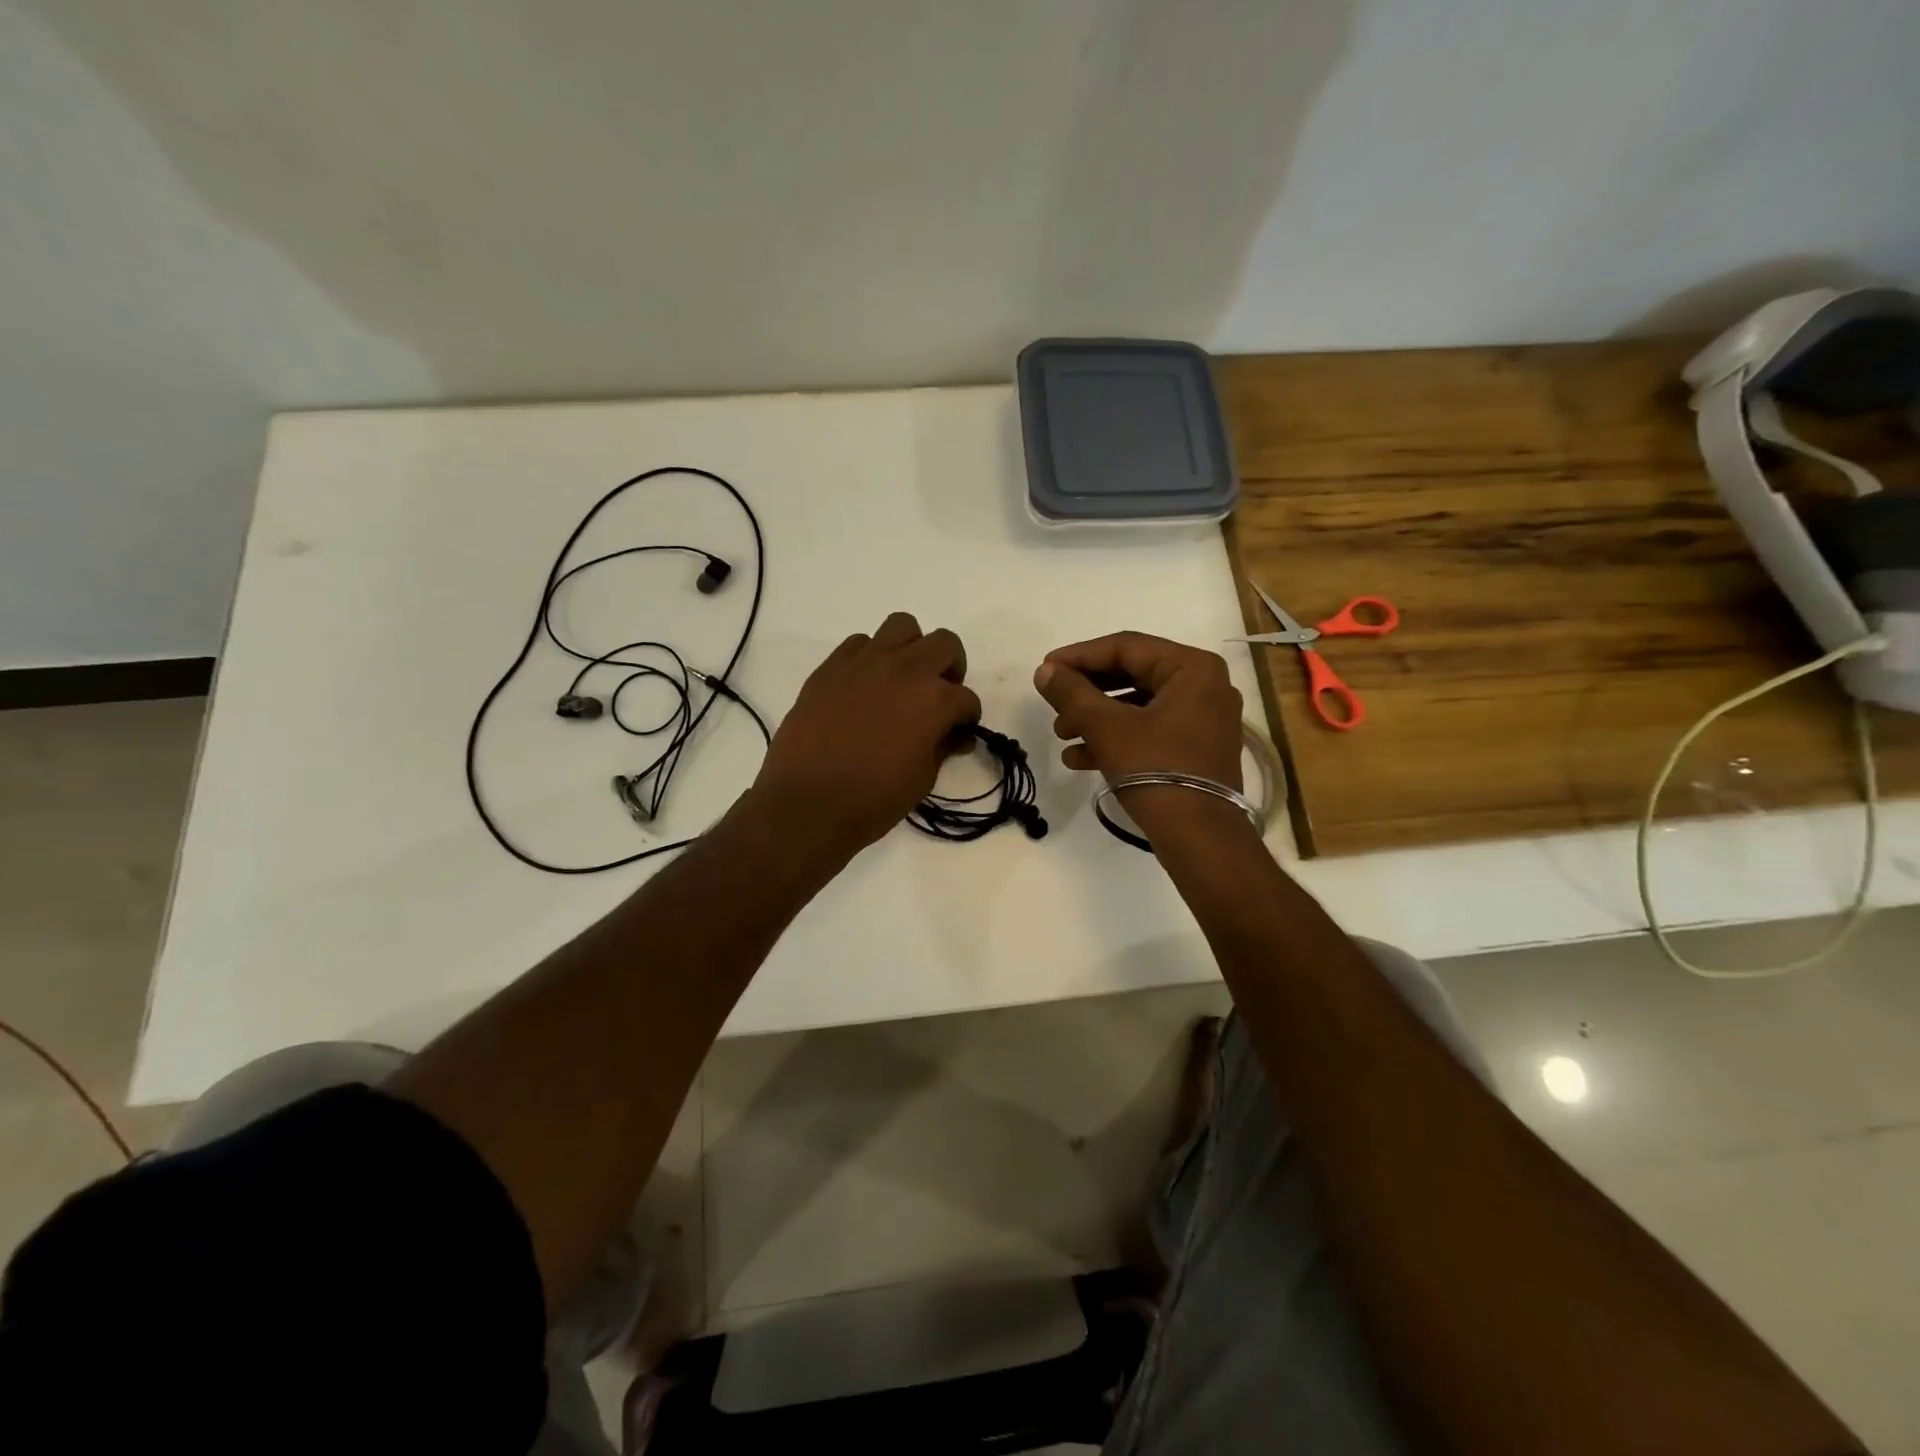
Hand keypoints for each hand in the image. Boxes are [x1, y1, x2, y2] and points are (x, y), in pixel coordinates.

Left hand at [750, 612, 980, 858]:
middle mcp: (905, 669)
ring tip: (903, 679)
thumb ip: (942, 747)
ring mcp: (865, 663)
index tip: (958, 732)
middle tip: (939, 695)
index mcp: (934, 700)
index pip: (966, 698)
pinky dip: (870, 657)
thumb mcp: (922, 779)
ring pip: (902, 626)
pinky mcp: (831, 667)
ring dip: (911, 649)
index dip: (966, 718)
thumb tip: (955, 736)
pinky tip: (864, 686)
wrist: (807, 804)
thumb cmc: (873, 800)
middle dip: (950, 668)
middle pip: (944, 644)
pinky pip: (859, 643)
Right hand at [1033, 632, 1243, 790]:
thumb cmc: (1156, 769)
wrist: (1199, 836)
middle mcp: (1204, 686)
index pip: (1126, 647)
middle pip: (1131, 675)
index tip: (1045, 669)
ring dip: (1095, 718)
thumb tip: (1044, 671)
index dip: (1079, 656)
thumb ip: (1072, 693)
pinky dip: (1116, 738)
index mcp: (1192, 668)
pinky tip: (1079, 758)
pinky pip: (1150, 730)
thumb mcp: (1107, 727)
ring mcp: (1203, 719)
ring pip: (1137, 706)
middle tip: (1053, 704)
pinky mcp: (1196, 748)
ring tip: (1062, 735)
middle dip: (1087, 692)